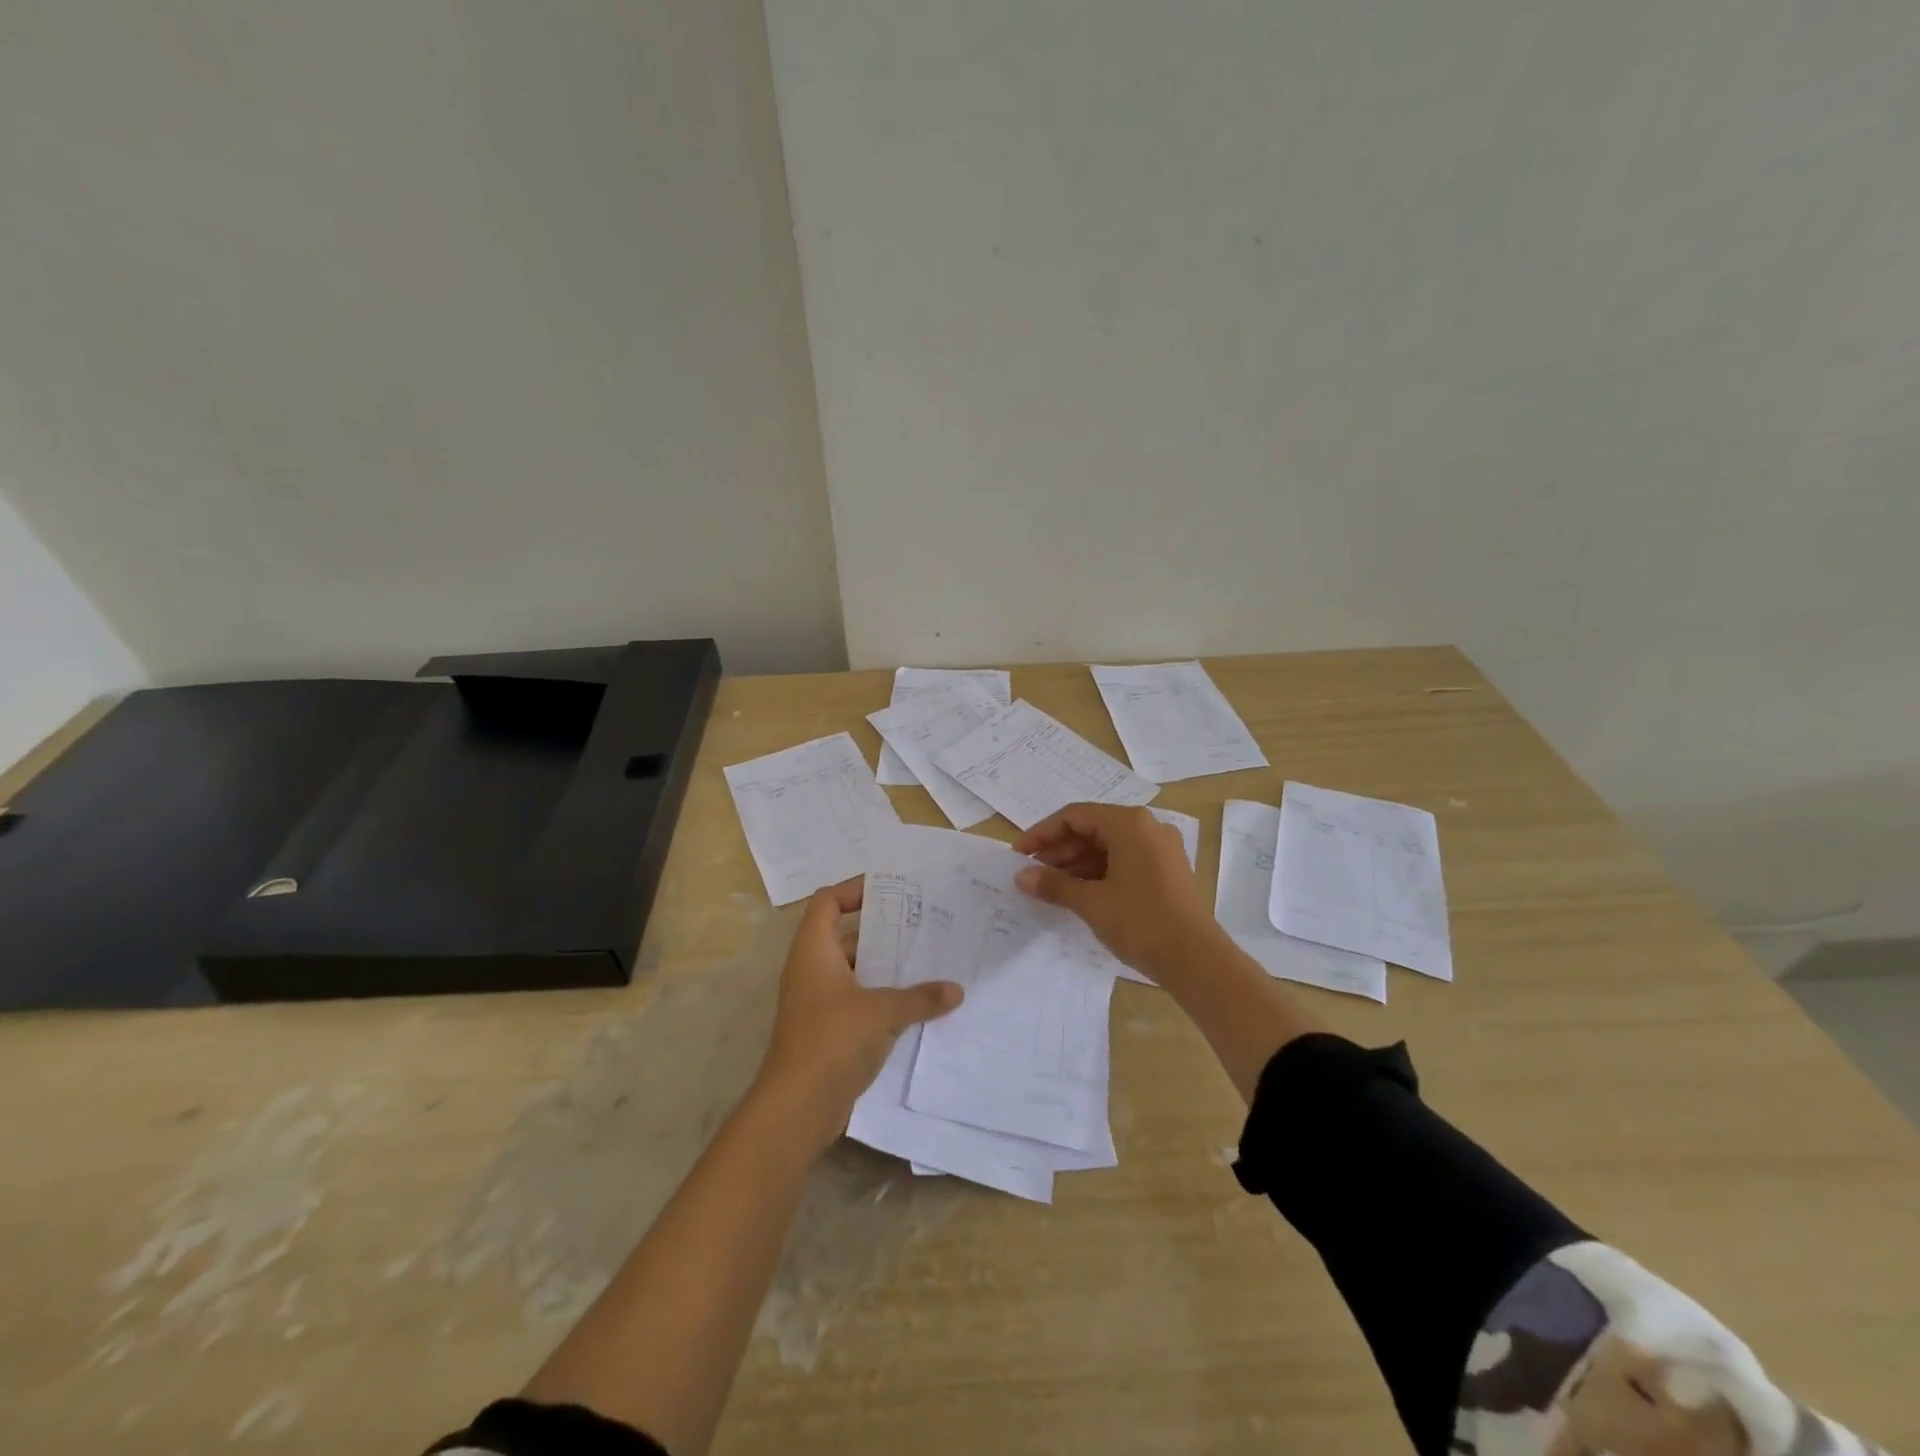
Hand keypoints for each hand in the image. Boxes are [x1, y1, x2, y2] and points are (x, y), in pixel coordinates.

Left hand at [749, 878, 963, 1153]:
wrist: (797, 1108)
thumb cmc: (832, 1040)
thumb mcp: (882, 1011)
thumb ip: (921, 997)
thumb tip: (956, 990)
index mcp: (814, 951)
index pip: (828, 902)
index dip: (854, 889)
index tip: (892, 890)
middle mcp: (812, 970)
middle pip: (847, 936)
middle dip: (884, 931)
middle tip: (924, 925)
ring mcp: (819, 1003)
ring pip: (856, 972)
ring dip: (887, 968)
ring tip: (930, 961)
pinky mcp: (828, 1032)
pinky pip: (859, 1001)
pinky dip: (884, 998)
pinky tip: (919, 1004)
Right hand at [1014, 803, 1226, 981]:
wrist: (1197, 960)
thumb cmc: (1141, 922)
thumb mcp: (1091, 902)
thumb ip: (1053, 884)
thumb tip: (1021, 876)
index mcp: (1129, 823)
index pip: (1075, 816)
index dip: (1042, 833)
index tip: (1019, 855)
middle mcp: (1147, 827)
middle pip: (1092, 828)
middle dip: (1059, 849)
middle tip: (1032, 872)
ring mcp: (1161, 849)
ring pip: (1108, 846)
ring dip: (1077, 862)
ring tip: (1051, 886)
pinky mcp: (1167, 870)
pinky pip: (1124, 860)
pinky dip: (1099, 872)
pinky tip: (1080, 892)